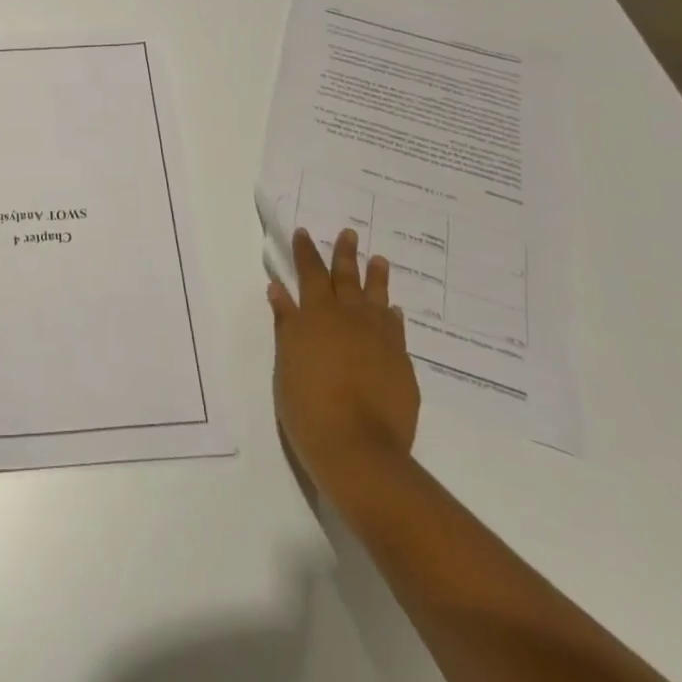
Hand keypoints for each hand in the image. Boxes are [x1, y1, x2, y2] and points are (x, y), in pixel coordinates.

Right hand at [269, 228, 419, 493]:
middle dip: (345, 254)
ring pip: (377, 298)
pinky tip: (393, 311)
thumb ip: (286, 322)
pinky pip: (396, 329)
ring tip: (379, 260)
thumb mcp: (286, 360)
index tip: (304, 232)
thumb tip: (279, 288)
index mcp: (316, 314)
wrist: (359, 448)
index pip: (309, 273)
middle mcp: (349, 318)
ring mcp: (379, 339)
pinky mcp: (401, 363)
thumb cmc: (308, 404)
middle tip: (349, 233)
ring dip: (376, 277)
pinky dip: (392, 316)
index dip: (305, 252)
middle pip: (346, 278)